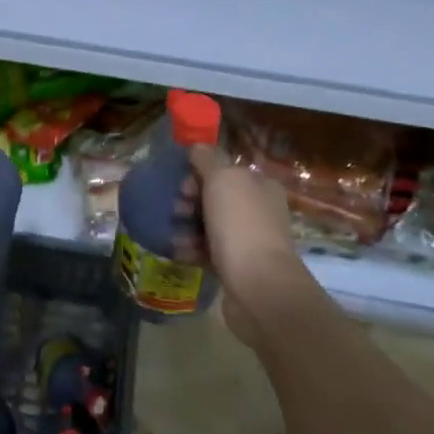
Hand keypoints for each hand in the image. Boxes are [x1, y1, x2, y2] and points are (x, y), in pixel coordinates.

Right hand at [183, 144, 311, 350]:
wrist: (258, 286)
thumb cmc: (240, 225)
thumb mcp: (223, 180)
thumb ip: (208, 159)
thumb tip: (197, 147)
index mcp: (260, 186)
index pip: (225, 171)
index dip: (199, 173)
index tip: (182, 184)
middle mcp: (259, 210)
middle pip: (215, 198)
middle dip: (189, 200)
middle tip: (175, 209)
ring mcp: (249, 240)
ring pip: (209, 225)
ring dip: (187, 226)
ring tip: (173, 234)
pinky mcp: (237, 267)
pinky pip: (208, 251)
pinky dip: (192, 249)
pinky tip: (178, 252)